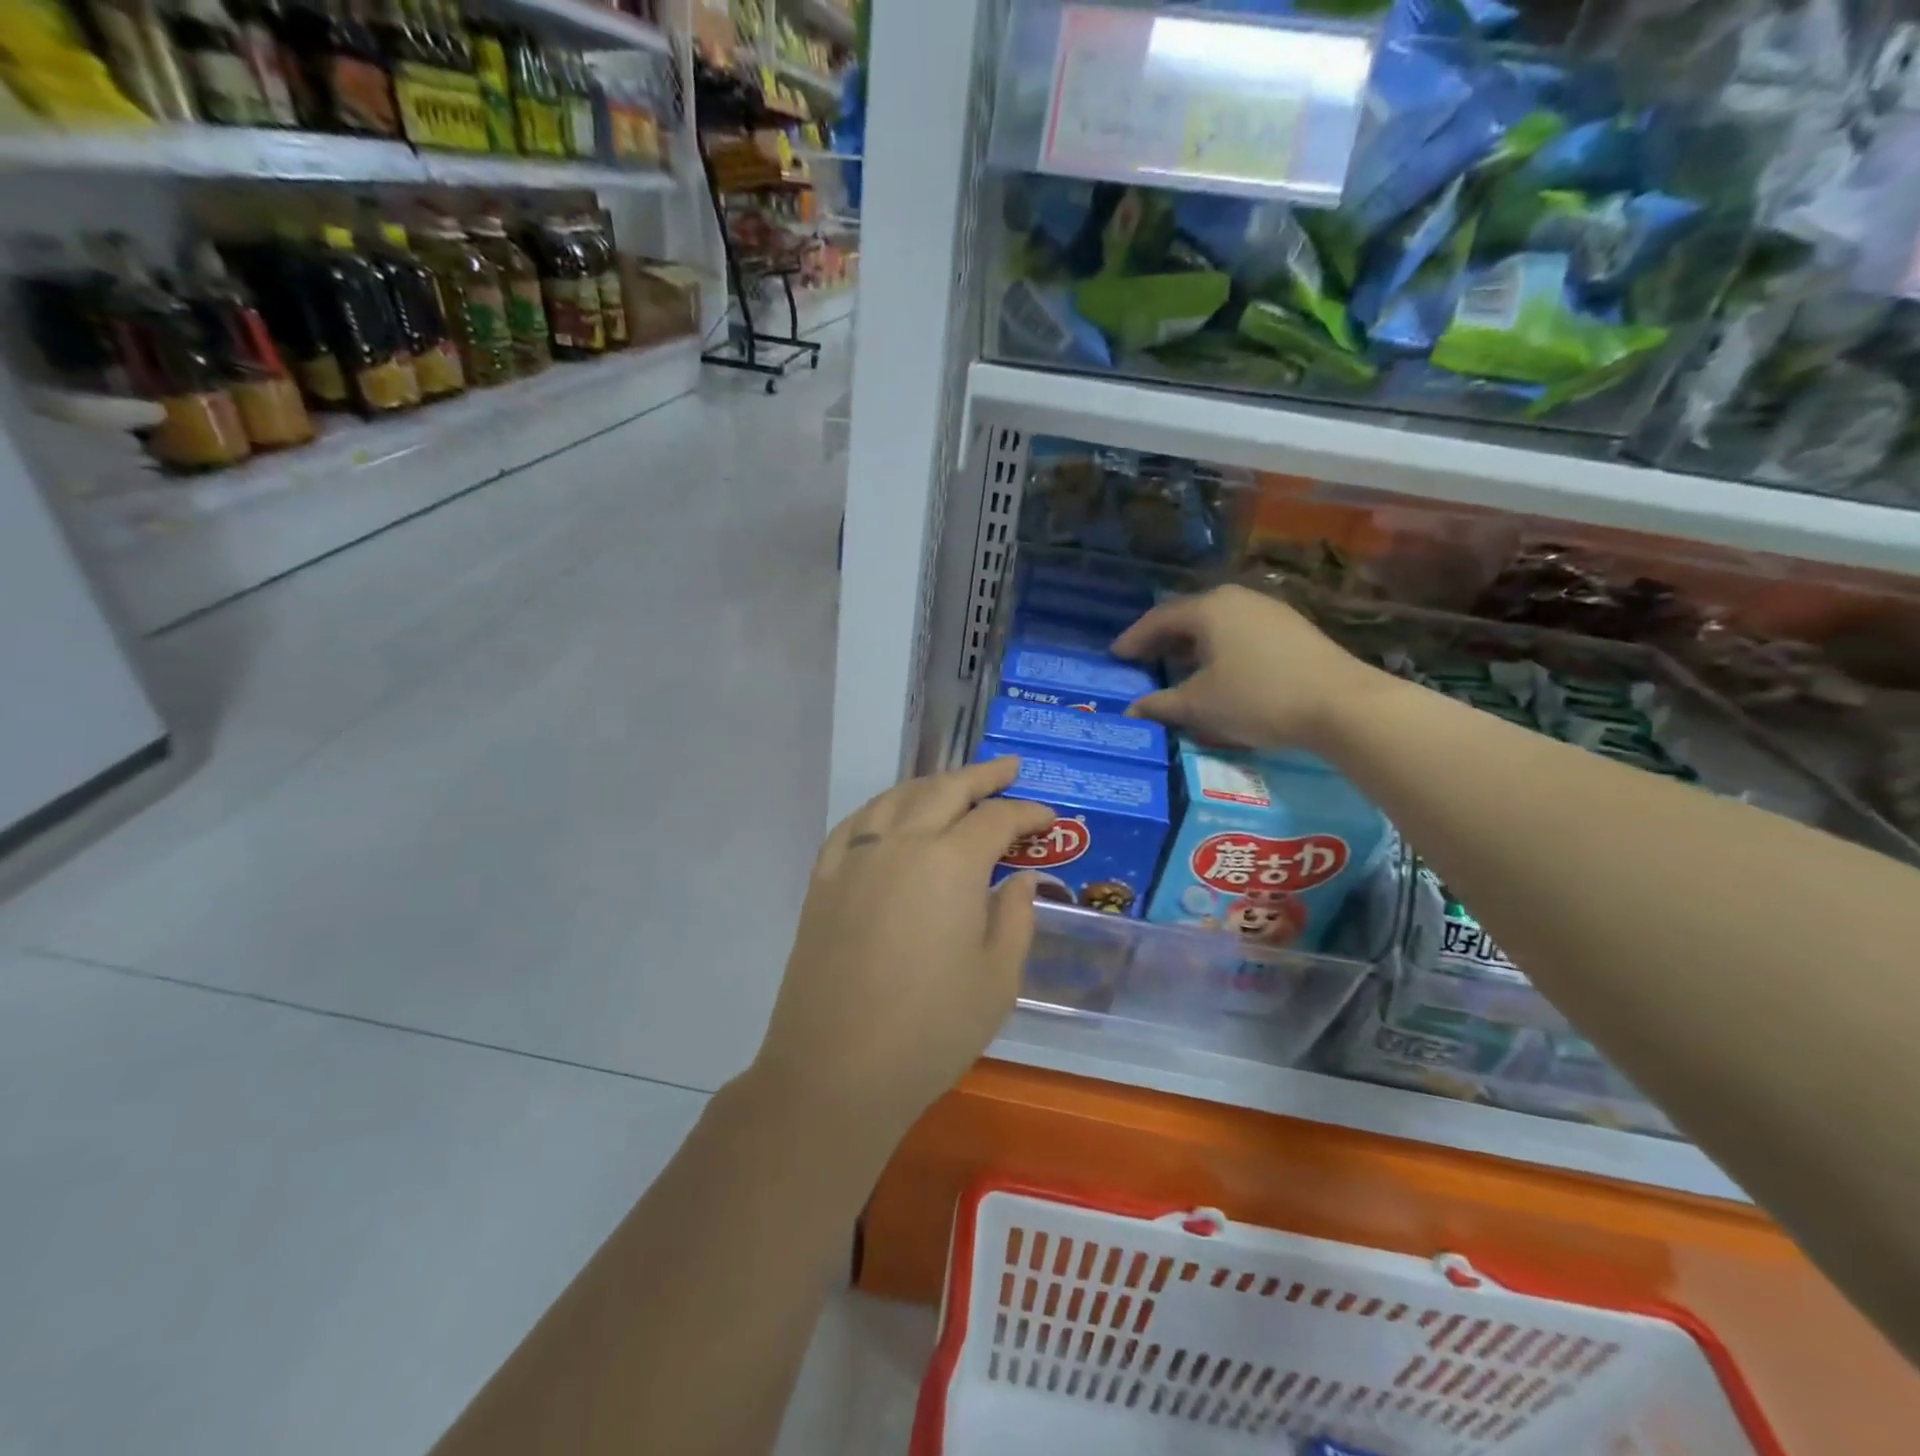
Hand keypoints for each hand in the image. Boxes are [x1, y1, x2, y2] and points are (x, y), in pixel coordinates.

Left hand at [749, 758, 1052, 1150]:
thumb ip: (1015, 917)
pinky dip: (880, 808)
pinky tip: (890, 814)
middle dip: (982, 776)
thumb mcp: (997, 979)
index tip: (1048, 817)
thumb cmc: (930, 1030)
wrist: (835, 1070)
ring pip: (897, 798)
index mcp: (950, 863)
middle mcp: (901, 843)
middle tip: (1009, 769)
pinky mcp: (823, 880)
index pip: (996, 819)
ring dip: (931, 784)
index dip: (1027, 814)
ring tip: (954, 783)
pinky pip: (854, 824)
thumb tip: (1022, 879)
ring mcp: (855, 858)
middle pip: (945, 790)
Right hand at [1112, 584, 1385, 750]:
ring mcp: (1269, 611)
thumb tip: (1131, 711)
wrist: (1342, 704)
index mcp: (1209, 608)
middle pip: (1189, 615)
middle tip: (1142, 659)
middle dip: (1163, 639)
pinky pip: (1240, 632)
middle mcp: (1237, 598)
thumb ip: (1161, 705)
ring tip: (1177, 666)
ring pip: (1217, 623)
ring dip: (1192, 644)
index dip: (1134, 638)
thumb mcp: (1200, 705)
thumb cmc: (1258, 698)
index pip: (1159, 619)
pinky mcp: (1292, 629)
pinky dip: (1219, 647)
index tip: (1115, 655)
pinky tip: (1219, 670)